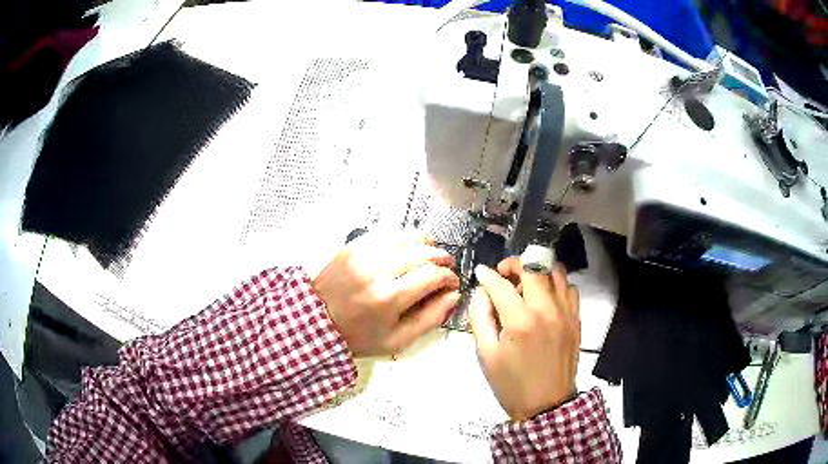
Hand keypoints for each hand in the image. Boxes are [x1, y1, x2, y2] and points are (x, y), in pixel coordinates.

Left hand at [313, 234, 460, 356]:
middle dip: (442, 257)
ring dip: (424, 244)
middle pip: (423, 251)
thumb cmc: (359, 337)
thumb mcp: (397, 341)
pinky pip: (387, 235)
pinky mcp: (353, 246)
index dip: (449, 277)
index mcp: (389, 298)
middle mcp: (377, 270)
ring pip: (406, 237)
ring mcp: (363, 254)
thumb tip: (453, 295)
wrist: (317, 321)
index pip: (432, 275)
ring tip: (429, 255)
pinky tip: (406, 251)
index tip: (452, 283)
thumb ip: (430, 319)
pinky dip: (403, 240)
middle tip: (446, 267)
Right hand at [470, 257, 579, 420]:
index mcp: (521, 321)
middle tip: (504, 274)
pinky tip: (545, 297)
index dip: (487, 275)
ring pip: (556, 271)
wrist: (545, 404)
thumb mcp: (485, 354)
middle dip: (514, 263)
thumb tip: (482, 292)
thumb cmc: (511, 383)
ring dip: (537, 270)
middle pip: (534, 265)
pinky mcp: (576, 319)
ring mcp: (566, 312)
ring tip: (525, 284)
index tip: (481, 272)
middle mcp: (547, 310)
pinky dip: (555, 284)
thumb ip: (479, 317)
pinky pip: (569, 288)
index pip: (501, 284)